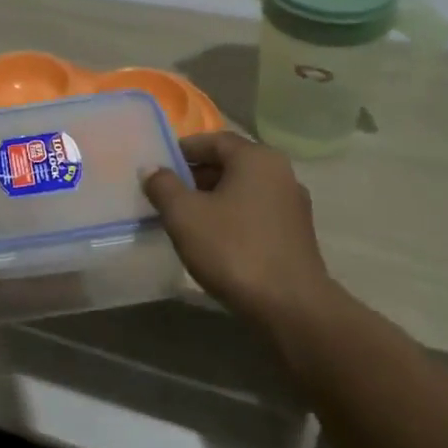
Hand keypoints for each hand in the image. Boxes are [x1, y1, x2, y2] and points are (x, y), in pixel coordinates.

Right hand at [141, 132, 336, 326]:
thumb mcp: (184, 215)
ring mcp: (292, 205)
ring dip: (211, 198)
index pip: (213, 140)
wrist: (291, 307)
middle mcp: (280, 173)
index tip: (157, 166)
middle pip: (229, 164)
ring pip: (242, 190)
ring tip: (183, 219)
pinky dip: (231, 217)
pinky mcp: (295, 234)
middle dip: (194, 176)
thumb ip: (163, 185)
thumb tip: (151, 168)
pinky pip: (254, 213)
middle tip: (164, 194)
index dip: (182, 150)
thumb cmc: (233, 250)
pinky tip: (212, 239)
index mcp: (256, 158)